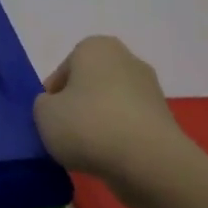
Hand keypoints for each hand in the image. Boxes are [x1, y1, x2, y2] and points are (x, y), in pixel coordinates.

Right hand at [32, 36, 196, 181]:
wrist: (147, 160)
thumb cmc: (88, 125)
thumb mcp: (43, 114)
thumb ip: (43, 104)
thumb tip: (57, 107)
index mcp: (95, 48)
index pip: (63, 70)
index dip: (52, 96)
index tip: (49, 118)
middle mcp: (126, 59)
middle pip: (89, 84)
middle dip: (78, 105)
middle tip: (65, 132)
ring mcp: (150, 88)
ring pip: (110, 104)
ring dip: (98, 121)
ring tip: (87, 149)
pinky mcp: (164, 117)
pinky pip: (129, 123)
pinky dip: (118, 136)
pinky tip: (109, 155)